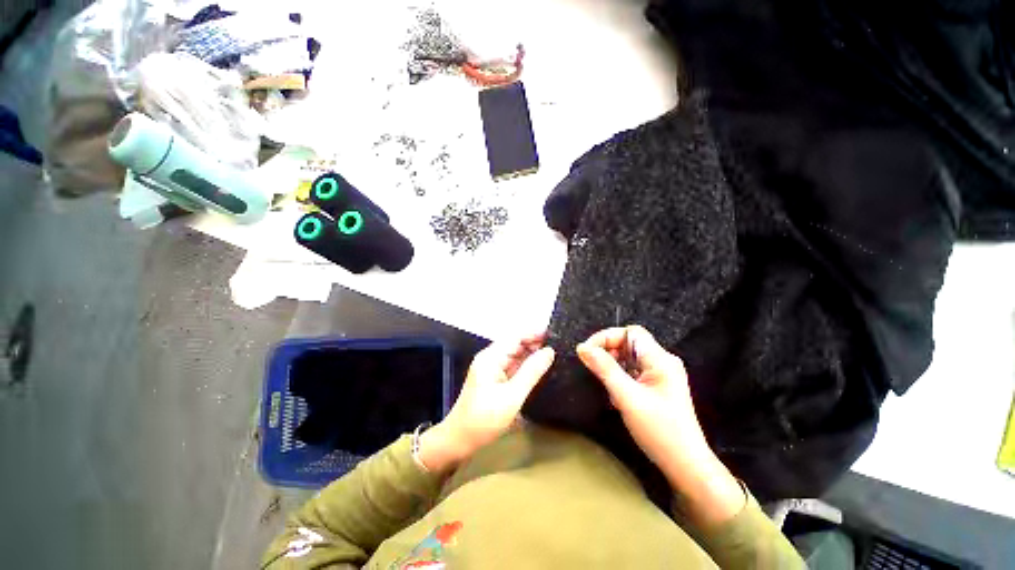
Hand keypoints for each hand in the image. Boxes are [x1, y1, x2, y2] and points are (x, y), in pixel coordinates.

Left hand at [418, 334, 554, 473]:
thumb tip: (549, 351)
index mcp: (491, 357)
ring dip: (532, 355)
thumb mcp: (512, 396)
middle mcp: (491, 358)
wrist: (459, 440)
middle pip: (516, 344)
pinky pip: (513, 367)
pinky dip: (526, 366)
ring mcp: (492, 368)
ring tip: (555, 357)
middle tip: (560, 348)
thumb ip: (531, 372)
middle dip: (536, 344)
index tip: (556, 335)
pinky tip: (540, 369)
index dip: (535, 333)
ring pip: (516, 355)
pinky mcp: (494, 379)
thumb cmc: (484, 419)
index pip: (516, 336)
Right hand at [577, 326, 744, 526]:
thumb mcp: (627, 397)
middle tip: (592, 368)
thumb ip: (604, 368)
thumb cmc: (659, 430)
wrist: (686, 466)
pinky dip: (620, 377)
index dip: (607, 337)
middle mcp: (663, 362)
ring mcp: (661, 375)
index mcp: (660, 359)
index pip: (630, 332)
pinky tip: (616, 395)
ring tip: (604, 383)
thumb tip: (583, 348)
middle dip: (608, 351)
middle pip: (629, 343)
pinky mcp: (658, 387)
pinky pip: (634, 372)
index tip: (587, 351)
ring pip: (630, 358)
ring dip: (613, 366)